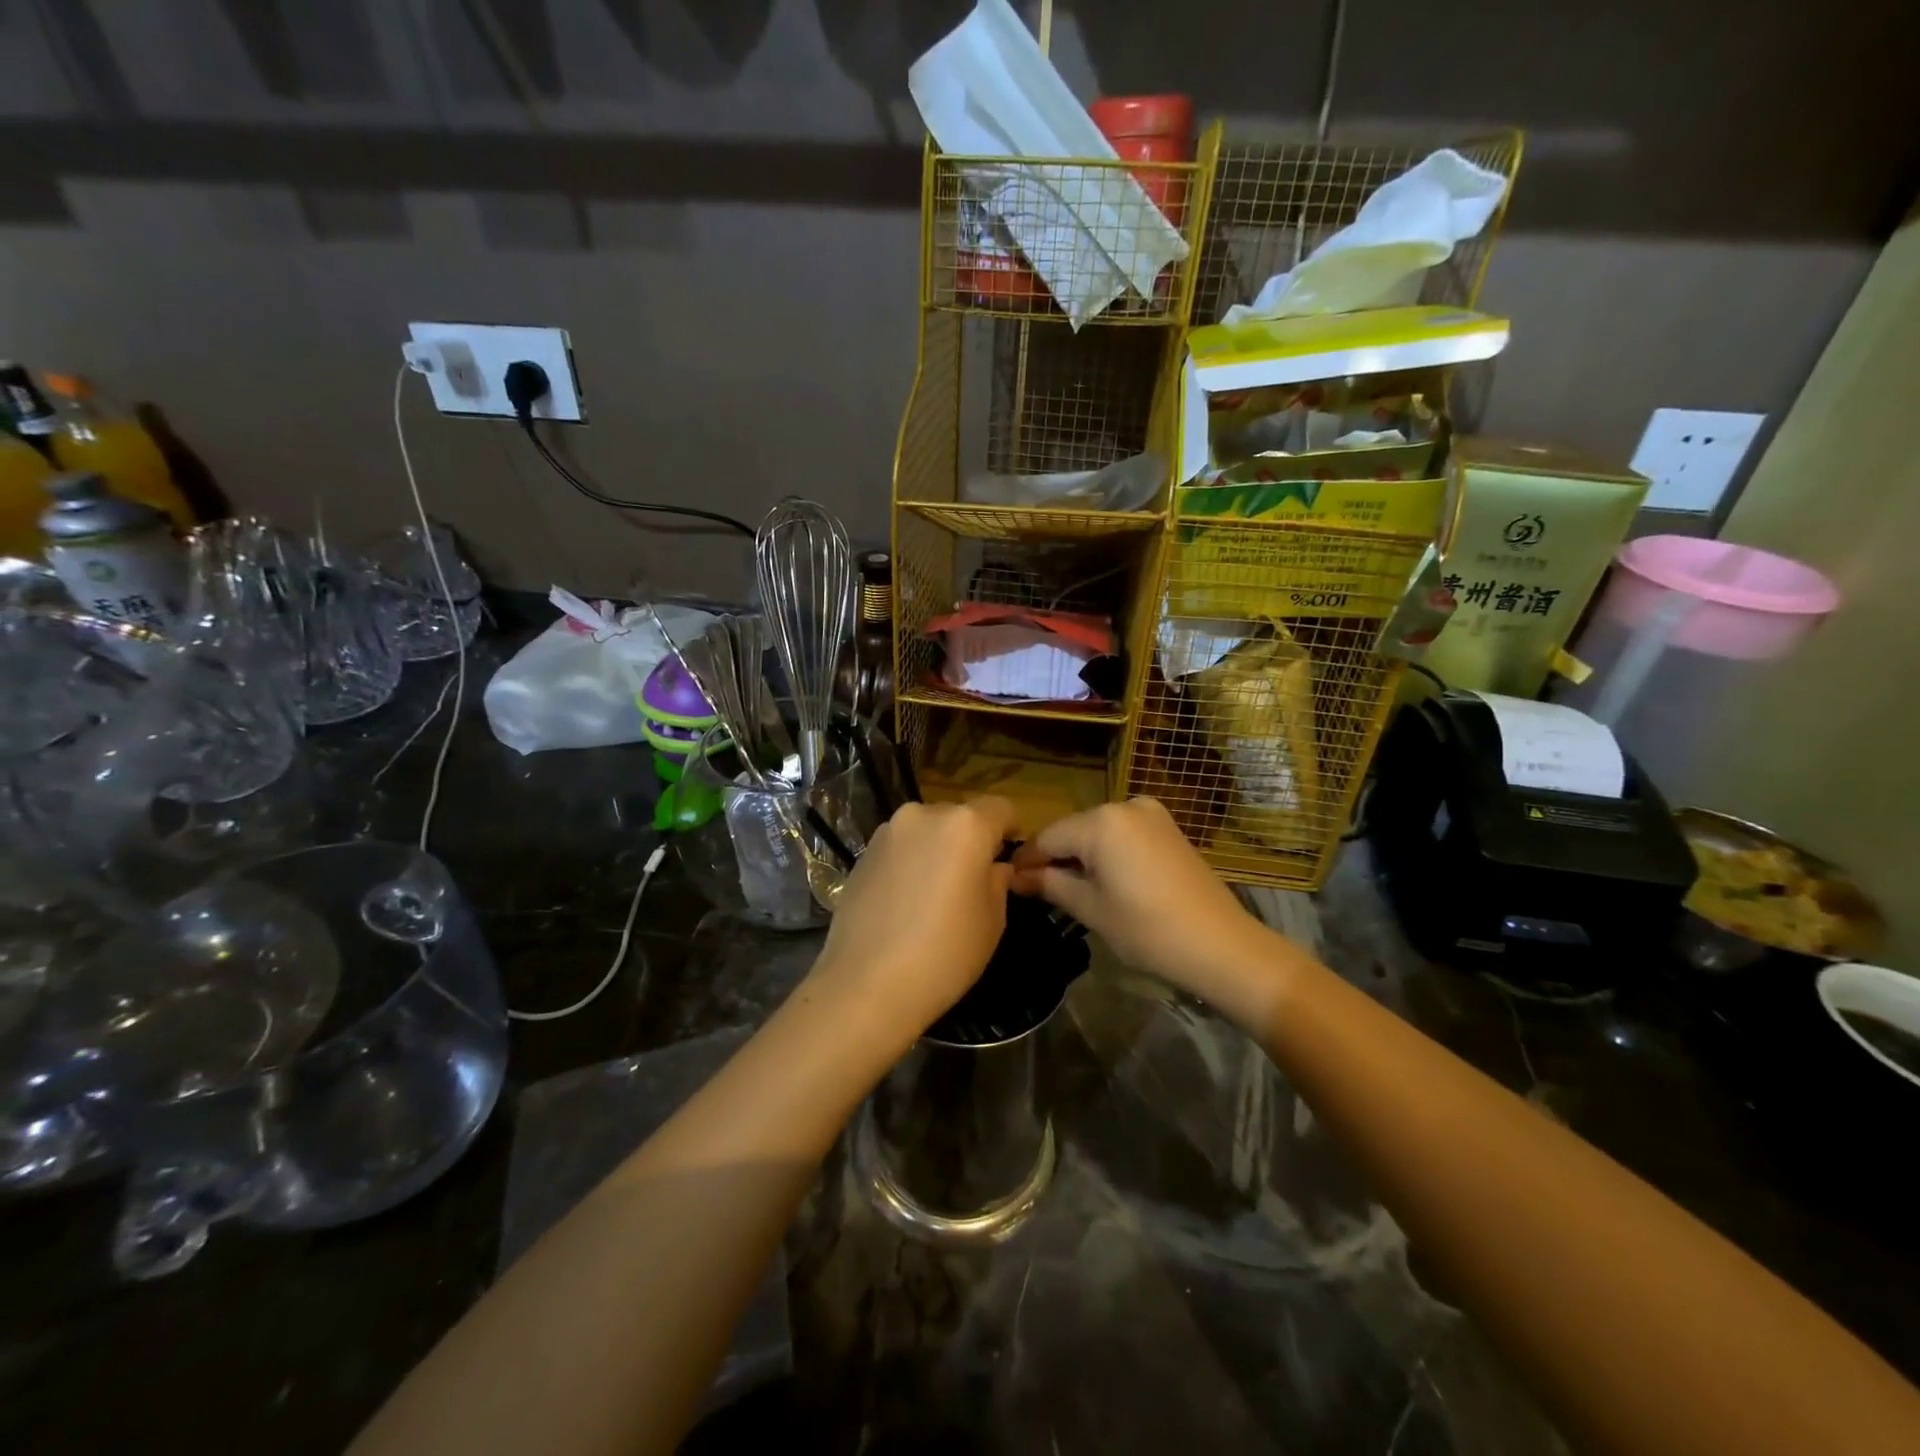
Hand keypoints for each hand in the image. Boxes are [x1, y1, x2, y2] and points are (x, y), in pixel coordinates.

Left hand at [805, 797, 1018, 1047]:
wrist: (866, 985)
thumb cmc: (945, 954)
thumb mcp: (993, 921)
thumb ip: (998, 881)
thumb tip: (993, 867)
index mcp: (965, 825)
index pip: (1001, 808)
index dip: (1010, 831)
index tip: (1008, 859)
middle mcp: (924, 814)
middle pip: (960, 817)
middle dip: (970, 841)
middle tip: (971, 882)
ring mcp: (888, 832)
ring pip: (926, 832)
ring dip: (936, 851)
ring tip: (933, 896)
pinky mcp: (862, 854)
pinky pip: (899, 849)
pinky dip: (909, 864)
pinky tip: (904, 903)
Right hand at [1011, 798, 1283, 1014]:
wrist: (1221, 945)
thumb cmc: (1148, 930)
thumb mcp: (1091, 909)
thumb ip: (1050, 885)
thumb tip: (1016, 877)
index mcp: (1102, 821)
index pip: (1048, 837)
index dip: (1028, 862)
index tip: (1010, 883)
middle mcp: (1125, 805)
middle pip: (1074, 831)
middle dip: (1056, 858)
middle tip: (1039, 891)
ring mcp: (1151, 813)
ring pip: (1099, 832)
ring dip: (1082, 856)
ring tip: (1072, 890)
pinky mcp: (1168, 827)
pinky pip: (1124, 834)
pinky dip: (1109, 853)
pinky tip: (1106, 881)